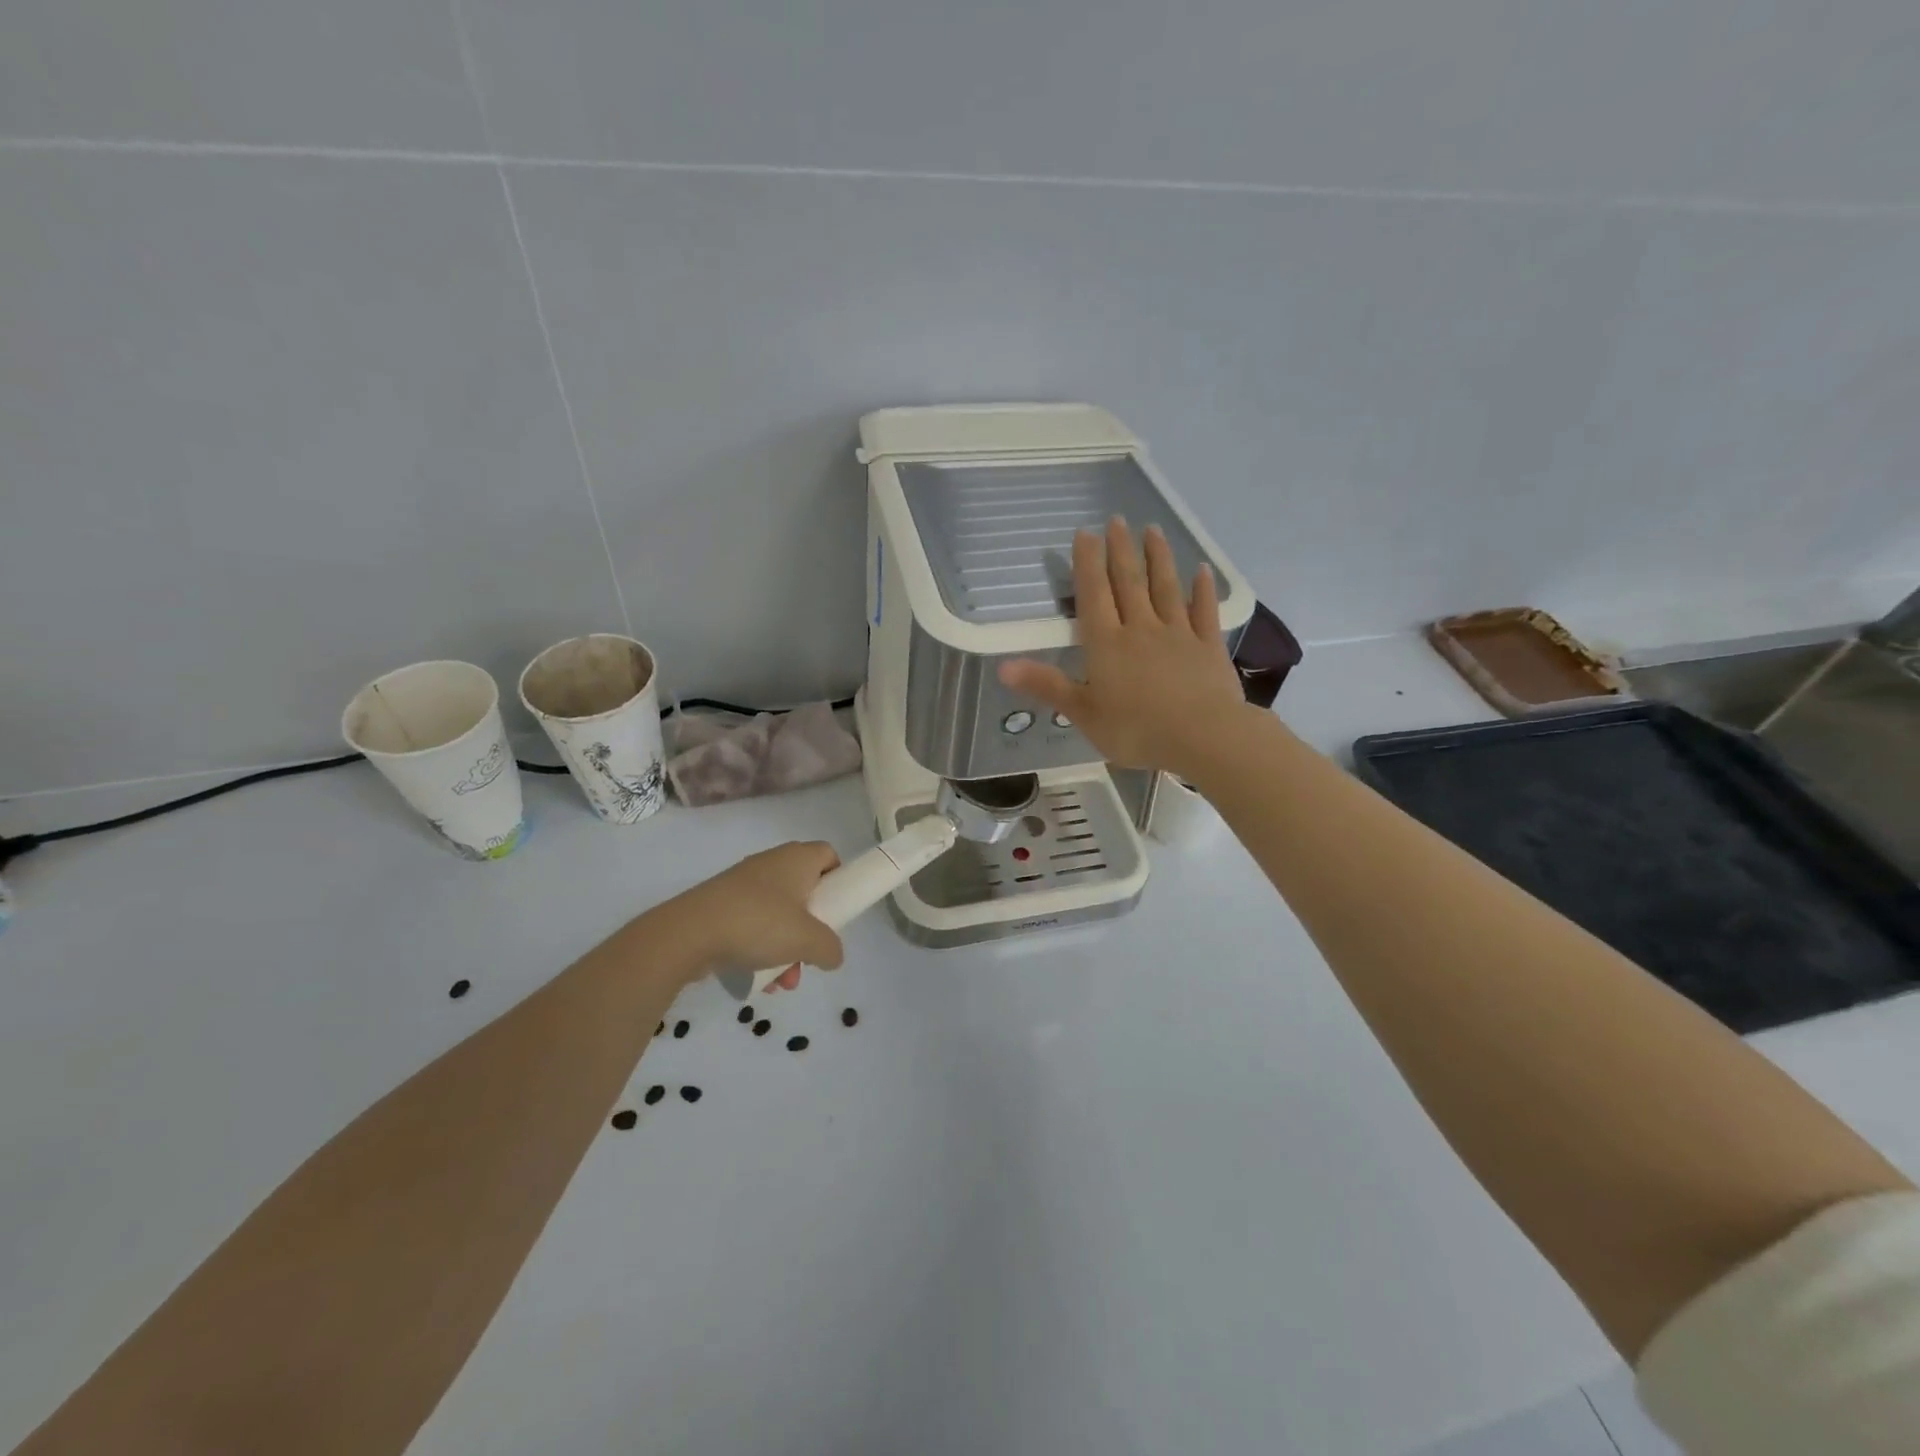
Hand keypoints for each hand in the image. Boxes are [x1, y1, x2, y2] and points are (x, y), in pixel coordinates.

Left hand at [675, 841, 844, 989]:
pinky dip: (760, 949)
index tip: (838, 909)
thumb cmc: (758, 923)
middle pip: (804, 891)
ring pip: (778, 915)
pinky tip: (758, 980)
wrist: (687, 934)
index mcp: (796, 859)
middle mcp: (771, 864)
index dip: (839, 879)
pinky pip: (752, 925)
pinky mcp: (720, 905)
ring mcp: (743, 885)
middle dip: (811, 929)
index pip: (828, 855)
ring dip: (787, 948)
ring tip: (782, 981)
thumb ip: (830, 948)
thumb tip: (833, 955)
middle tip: (810, 953)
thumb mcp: (808, 941)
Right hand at [999, 519, 1247, 778]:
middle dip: (1121, 550)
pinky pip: (1204, 612)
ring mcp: (1179, 634)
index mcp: (1107, 644)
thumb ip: (1046, 686)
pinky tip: (1202, 570)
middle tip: (1117, 519)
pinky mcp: (1209, 647)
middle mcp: (1141, 628)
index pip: (1094, 595)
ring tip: (1152, 530)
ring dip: (1158, 557)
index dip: (1088, 563)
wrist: (1202, 737)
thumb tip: (1002, 666)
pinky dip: (1202, 589)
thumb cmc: (1136, 729)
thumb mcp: (1083, 713)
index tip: (1085, 532)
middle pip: (1130, 582)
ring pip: (1166, 588)